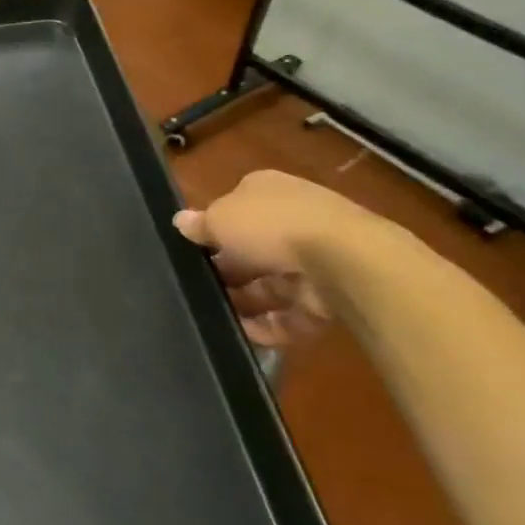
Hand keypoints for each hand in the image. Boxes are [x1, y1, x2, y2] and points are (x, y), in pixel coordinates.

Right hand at [173, 170, 367, 346]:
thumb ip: (200, 224)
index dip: (215, 228)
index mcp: (268, 191)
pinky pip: (293, 313)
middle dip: (229, 270)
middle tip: (201, 288)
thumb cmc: (271, 226)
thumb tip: (180, 221)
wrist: (345, 261)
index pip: (236, 207)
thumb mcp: (220, 218)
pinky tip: (245, 334)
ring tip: (217, 316)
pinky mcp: (330, 296)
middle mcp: (294, 219)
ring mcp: (316, 259)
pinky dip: (270, 325)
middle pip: (253, 248)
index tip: (195, 250)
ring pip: (272, 284)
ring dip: (245, 301)